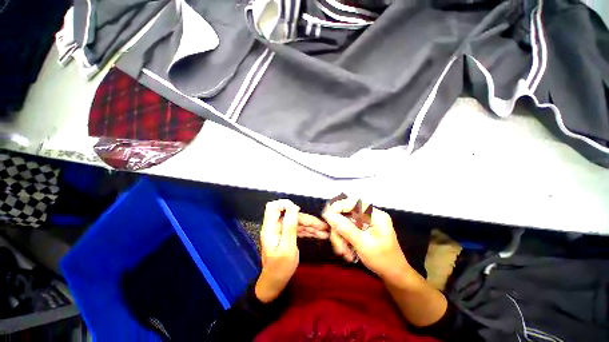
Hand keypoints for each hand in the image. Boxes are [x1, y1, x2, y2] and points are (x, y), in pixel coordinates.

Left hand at [255, 200, 329, 302]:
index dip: (285, 204)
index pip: (273, 207)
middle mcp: (275, 227)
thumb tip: (292, 207)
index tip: (299, 210)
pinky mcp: (287, 236)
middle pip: (291, 215)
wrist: (275, 283)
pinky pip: (298, 229)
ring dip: (311, 226)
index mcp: (271, 228)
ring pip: (297, 222)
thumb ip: (290, 226)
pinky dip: (308, 231)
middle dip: (306, 219)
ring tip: (325, 231)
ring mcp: (281, 231)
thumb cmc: (280, 268)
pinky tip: (319, 234)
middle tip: (322, 226)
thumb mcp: (287, 247)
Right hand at [322, 198, 413, 283]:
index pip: (354, 202)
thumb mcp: (363, 245)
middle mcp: (369, 215)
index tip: (327, 216)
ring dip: (340, 237)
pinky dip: (343, 240)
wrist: (394, 275)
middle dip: (339, 229)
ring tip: (344, 253)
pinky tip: (347, 252)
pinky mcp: (360, 228)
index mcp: (375, 215)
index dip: (339, 206)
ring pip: (344, 222)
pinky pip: (346, 229)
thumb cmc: (383, 260)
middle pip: (346, 214)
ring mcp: (364, 222)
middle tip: (338, 247)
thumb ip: (345, 229)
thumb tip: (328, 215)